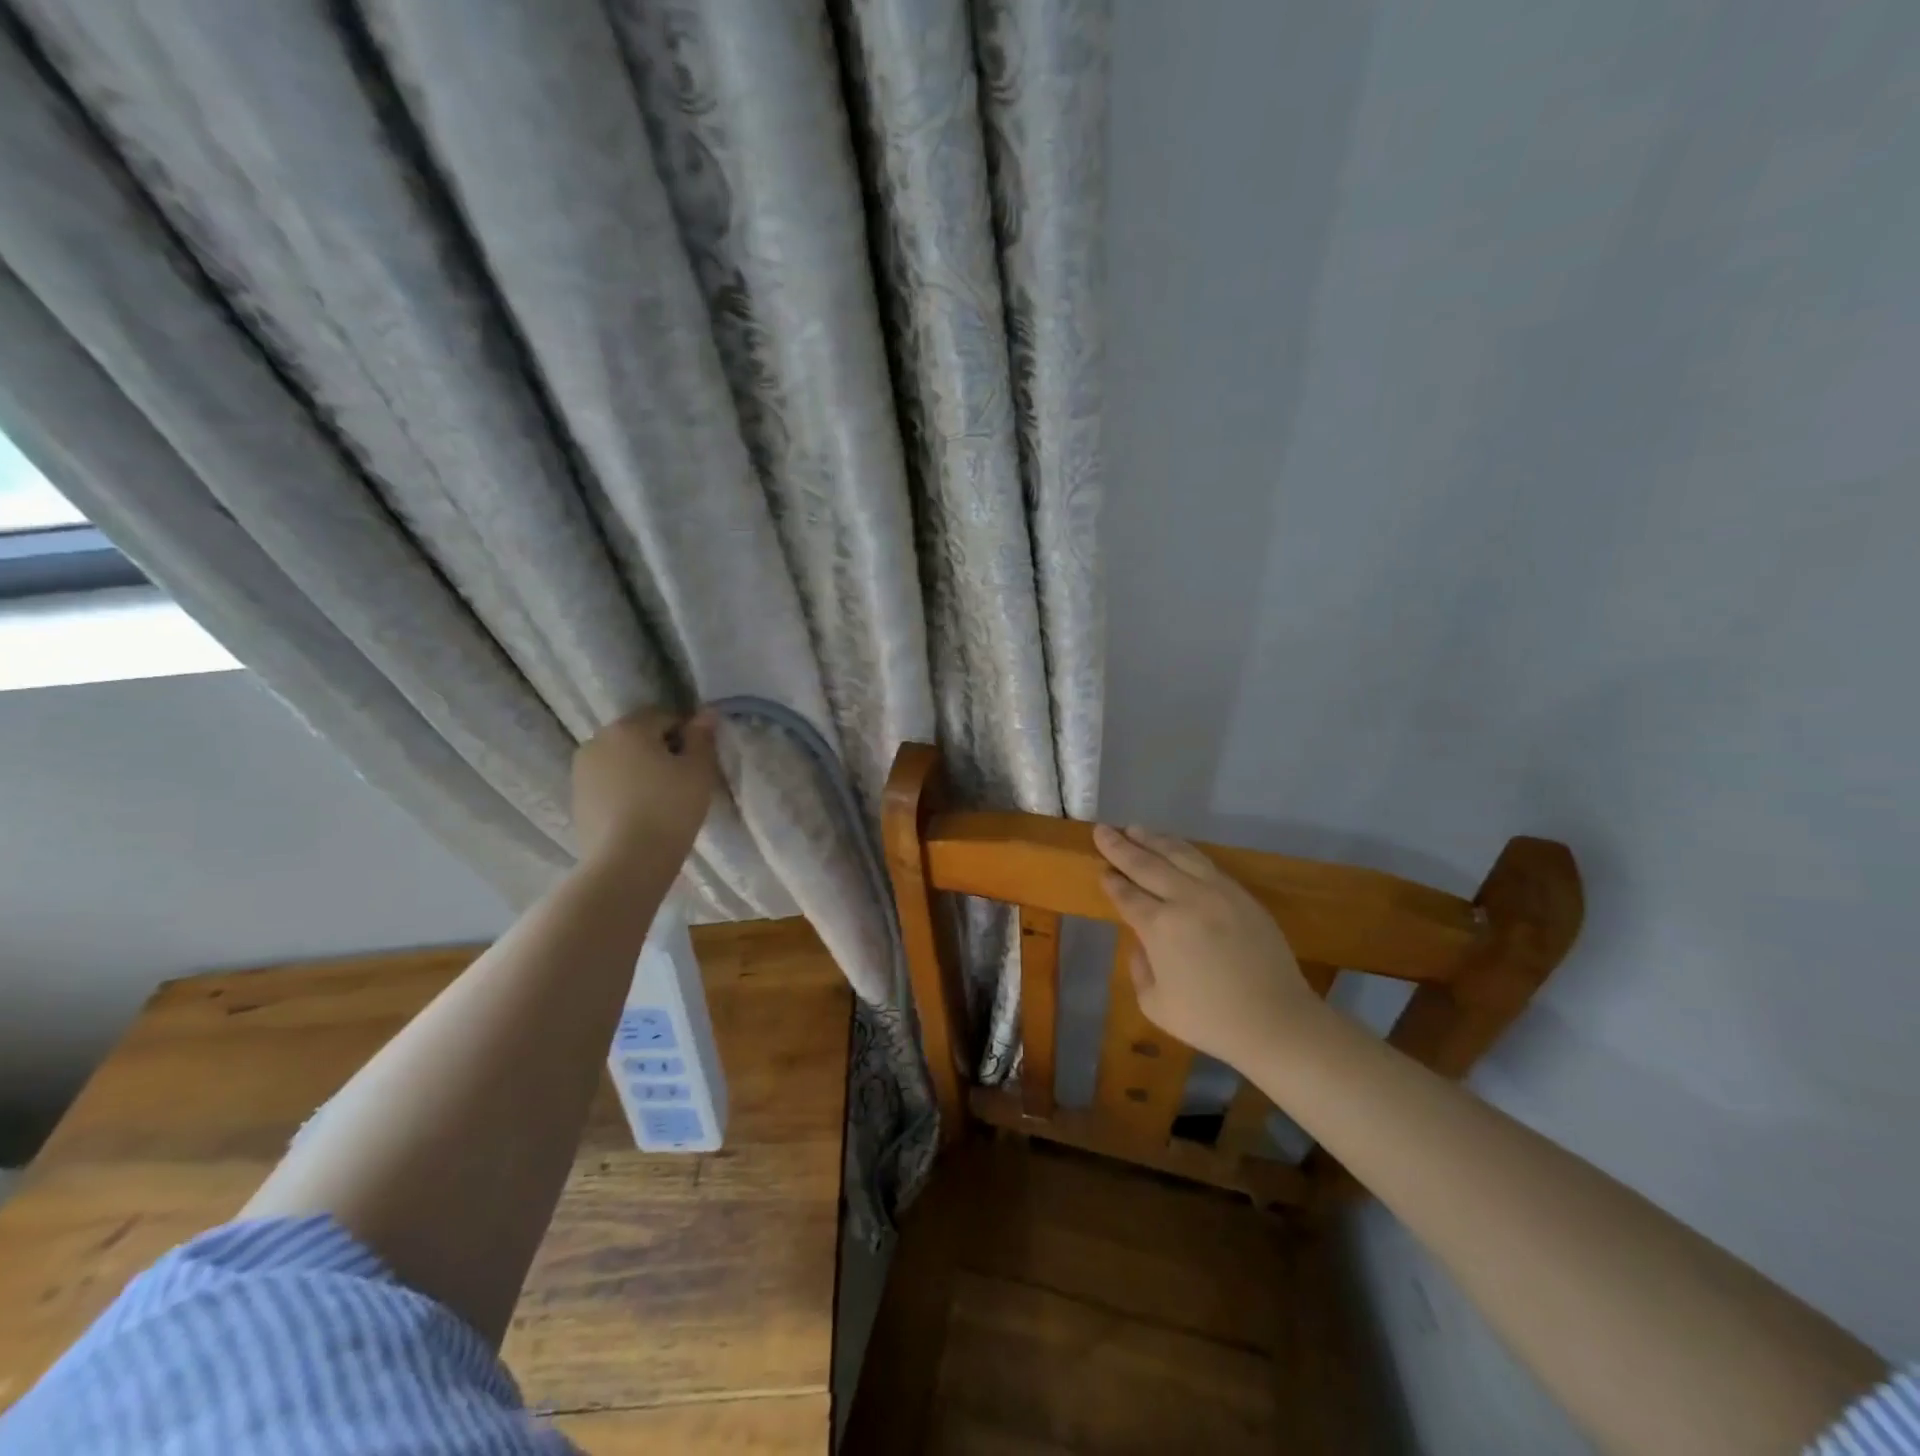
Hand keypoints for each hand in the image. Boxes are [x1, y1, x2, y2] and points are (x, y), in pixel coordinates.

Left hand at [572, 707, 718, 868]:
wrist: (626, 863)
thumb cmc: (670, 809)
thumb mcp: (699, 770)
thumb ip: (702, 737)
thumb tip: (705, 713)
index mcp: (628, 728)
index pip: (665, 716)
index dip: (687, 735)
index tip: (699, 762)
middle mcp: (598, 741)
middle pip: (639, 736)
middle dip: (661, 750)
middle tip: (683, 780)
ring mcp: (582, 771)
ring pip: (621, 760)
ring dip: (640, 770)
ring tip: (662, 800)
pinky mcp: (577, 799)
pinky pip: (608, 784)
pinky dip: (624, 790)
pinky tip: (640, 814)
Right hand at [1093, 824, 1320, 1070]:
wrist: (1276, 1022)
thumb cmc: (1210, 1020)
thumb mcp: (1155, 1004)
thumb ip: (1140, 967)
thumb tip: (1142, 942)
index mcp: (1160, 927)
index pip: (1127, 895)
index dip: (1111, 881)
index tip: (1101, 869)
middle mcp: (1185, 899)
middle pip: (1146, 865)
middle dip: (1120, 847)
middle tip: (1102, 830)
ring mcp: (1217, 892)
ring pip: (1178, 854)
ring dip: (1152, 839)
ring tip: (1134, 829)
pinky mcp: (1241, 894)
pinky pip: (1205, 863)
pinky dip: (1183, 851)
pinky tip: (1173, 848)